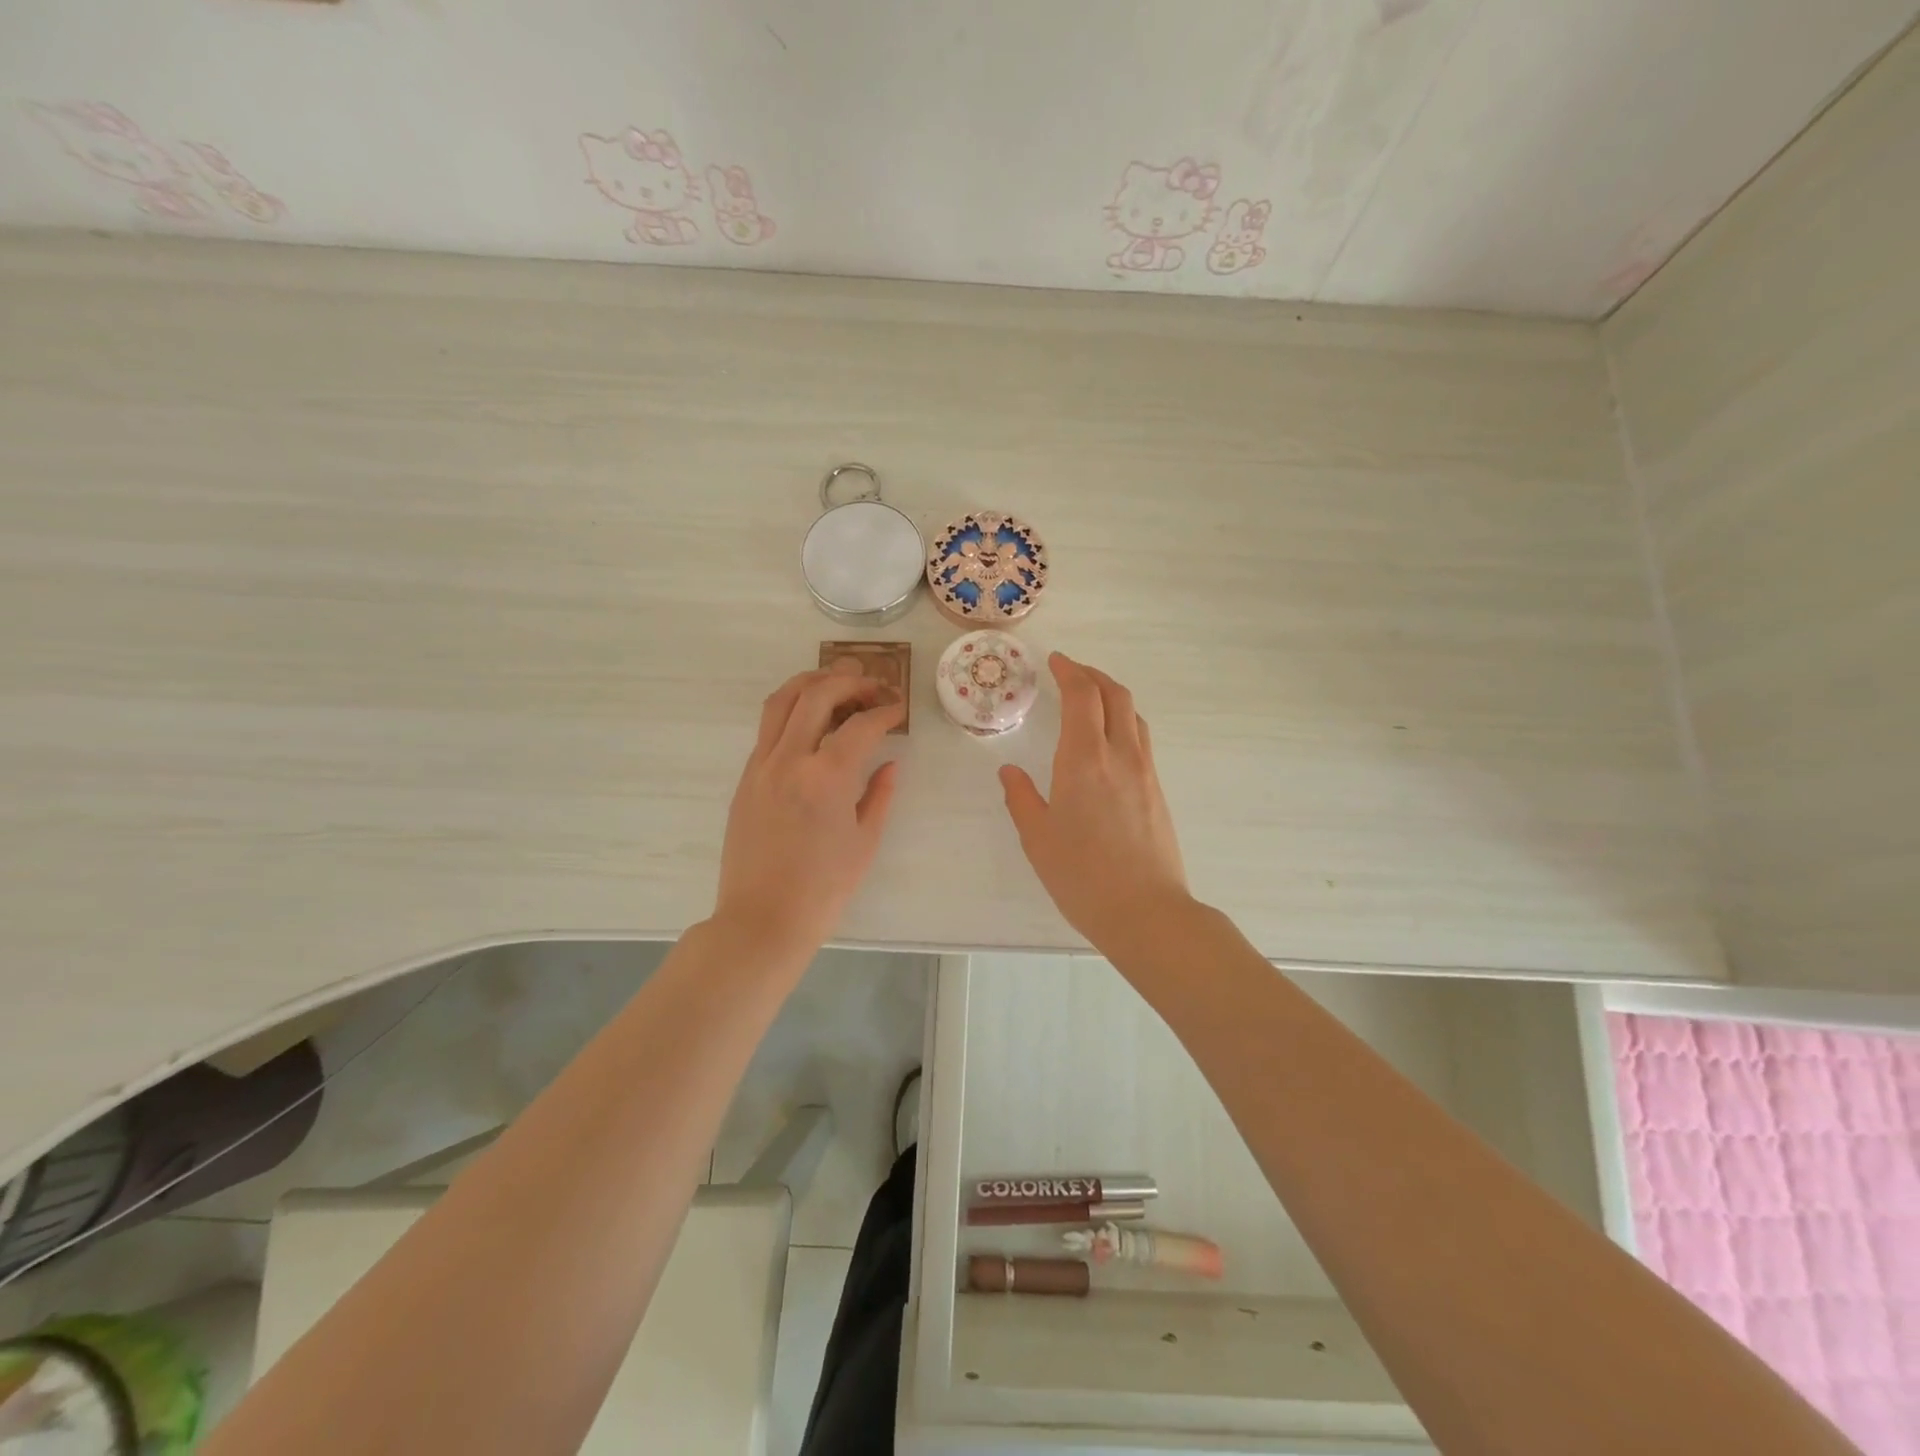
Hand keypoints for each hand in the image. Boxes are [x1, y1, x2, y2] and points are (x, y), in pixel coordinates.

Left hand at [712, 659, 904, 961]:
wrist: (761, 920)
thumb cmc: (822, 890)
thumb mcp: (864, 843)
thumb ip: (879, 795)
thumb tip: (889, 763)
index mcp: (827, 777)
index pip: (861, 725)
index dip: (885, 711)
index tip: (898, 709)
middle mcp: (790, 760)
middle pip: (817, 694)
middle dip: (848, 681)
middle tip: (871, 685)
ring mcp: (761, 766)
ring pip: (781, 701)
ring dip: (811, 682)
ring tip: (835, 681)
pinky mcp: (746, 778)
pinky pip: (767, 729)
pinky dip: (791, 710)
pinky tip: (809, 720)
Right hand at [1000, 653, 1191, 949]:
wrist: (1146, 912)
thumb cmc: (1082, 876)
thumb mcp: (1038, 838)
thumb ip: (1021, 798)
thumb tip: (1009, 771)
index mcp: (1084, 759)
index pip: (1082, 696)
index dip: (1069, 671)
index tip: (1055, 661)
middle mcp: (1120, 755)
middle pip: (1116, 695)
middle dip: (1093, 675)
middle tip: (1071, 672)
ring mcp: (1145, 772)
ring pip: (1135, 715)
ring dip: (1113, 696)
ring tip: (1092, 700)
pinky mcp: (1157, 791)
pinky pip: (1142, 740)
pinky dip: (1124, 722)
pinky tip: (1109, 742)